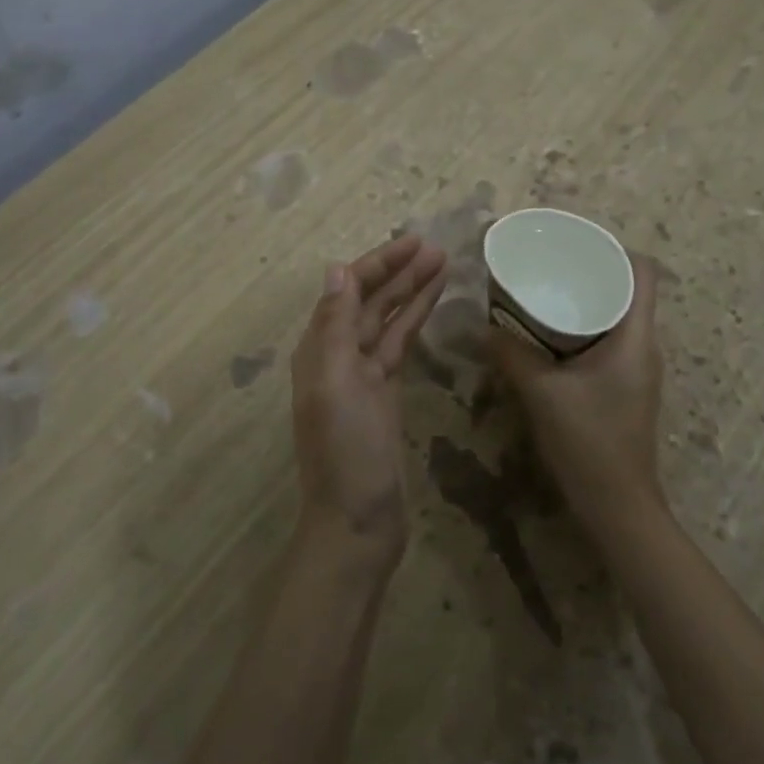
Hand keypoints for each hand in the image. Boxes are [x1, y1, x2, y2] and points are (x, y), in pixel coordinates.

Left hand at [291, 235, 447, 574]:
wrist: (357, 521)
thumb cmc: (345, 452)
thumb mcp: (336, 383)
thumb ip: (335, 326)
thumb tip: (336, 270)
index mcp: (319, 349)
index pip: (348, 290)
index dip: (379, 263)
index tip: (414, 242)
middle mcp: (337, 356)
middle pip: (369, 301)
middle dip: (399, 272)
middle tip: (437, 248)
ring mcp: (363, 376)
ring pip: (387, 321)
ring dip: (411, 292)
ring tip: (443, 265)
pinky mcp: (385, 395)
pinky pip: (398, 347)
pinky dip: (414, 323)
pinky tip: (431, 306)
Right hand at [490, 255, 665, 540]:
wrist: (617, 505)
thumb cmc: (587, 442)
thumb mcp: (541, 392)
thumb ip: (511, 354)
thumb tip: (483, 326)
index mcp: (636, 337)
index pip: (644, 272)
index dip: (614, 249)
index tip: (574, 245)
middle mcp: (644, 346)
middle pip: (628, 289)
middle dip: (590, 272)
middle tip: (549, 265)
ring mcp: (638, 369)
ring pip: (617, 316)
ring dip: (586, 301)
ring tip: (545, 292)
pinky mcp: (626, 387)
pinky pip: (609, 340)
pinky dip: (583, 328)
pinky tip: (550, 336)